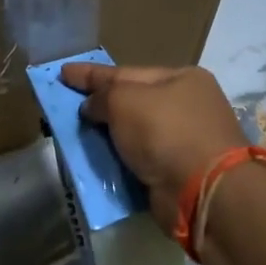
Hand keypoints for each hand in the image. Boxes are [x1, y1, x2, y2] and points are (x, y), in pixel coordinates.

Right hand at [59, 63, 249, 226]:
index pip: (126, 72)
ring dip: (107, 136)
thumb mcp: (125, 101)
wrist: (202, 192)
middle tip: (67, 106)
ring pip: (134, 134)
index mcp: (181, 79)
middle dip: (100, 105)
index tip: (63, 73)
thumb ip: (102, 96)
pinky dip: (118, 161)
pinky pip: (139, 161)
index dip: (91, 74)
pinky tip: (96, 161)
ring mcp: (185, 141)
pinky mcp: (178, 173)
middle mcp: (187, 106)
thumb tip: (91, 107)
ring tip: (75, 135)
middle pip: (132, 103)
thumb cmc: (166, 132)